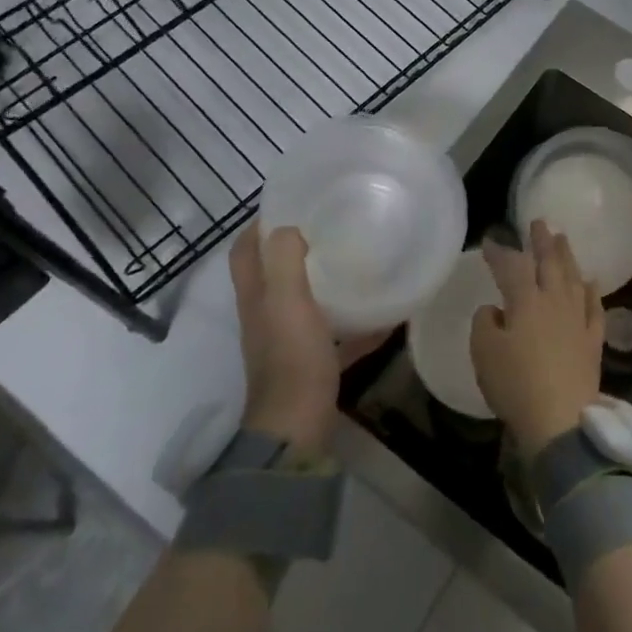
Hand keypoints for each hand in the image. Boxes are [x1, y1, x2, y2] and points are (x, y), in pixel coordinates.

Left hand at [231, 225, 385, 456]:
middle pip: (274, 274)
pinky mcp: (312, 365)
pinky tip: (387, 317)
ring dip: (326, 283)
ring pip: (305, 303)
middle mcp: (267, 317)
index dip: (258, 224)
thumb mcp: (287, 301)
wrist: (298, 427)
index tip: (290, 203)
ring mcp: (289, 343)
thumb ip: (284, 260)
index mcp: (256, 298)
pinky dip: (357, 326)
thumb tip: (289, 228)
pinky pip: (336, 336)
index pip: (244, 251)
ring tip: (357, 263)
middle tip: (331, 227)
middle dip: (296, 248)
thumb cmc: (292, 357)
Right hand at [471, 221, 604, 459]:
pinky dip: (591, 291)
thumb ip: (485, 323)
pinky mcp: (592, 341)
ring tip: (563, 240)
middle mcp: (554, 302)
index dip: (500, 252)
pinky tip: (590, 282)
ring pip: (573, 278)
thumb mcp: (484, 353)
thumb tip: (496, 310)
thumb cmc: (515, 384)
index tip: (491, 241)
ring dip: (567, 257)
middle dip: (542, 241)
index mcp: (525, 301)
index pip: (511, 266)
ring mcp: (577, 320)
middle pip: (549, 263)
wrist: (560, 420)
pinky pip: (594, 308)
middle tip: (539, 222)